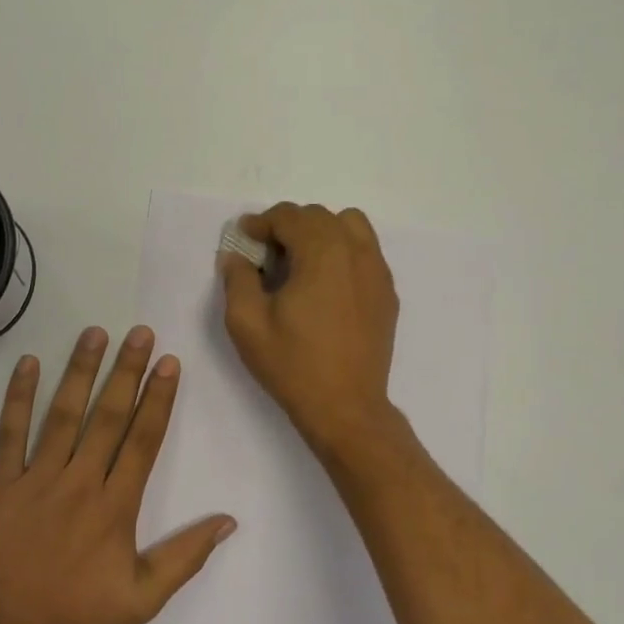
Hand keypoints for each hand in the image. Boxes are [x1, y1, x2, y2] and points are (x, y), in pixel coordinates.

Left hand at [0, 325, 236, 623]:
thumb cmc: (75, 620)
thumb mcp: (141, 601)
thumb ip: (184, 558)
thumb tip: (228, 521)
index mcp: (115, 507)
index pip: (143, 440)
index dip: (158, 399)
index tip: (169, 363)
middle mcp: (80, 483)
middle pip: (109, 417)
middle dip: (127, 371)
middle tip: (140, 333)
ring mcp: (37, 481)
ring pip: (64, 415)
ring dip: (81, 371)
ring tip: (95, 333)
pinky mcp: (1, 486)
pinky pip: (10, 435)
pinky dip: (18, 398)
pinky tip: (28, 364)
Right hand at [219, 203, 400, 454]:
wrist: (346, 408)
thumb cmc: (293, 365)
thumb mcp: (247, 323)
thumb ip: (237, 278)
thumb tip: (236, 255)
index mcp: (322, 253)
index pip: (290, 216)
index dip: (261, 222)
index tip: (244, 238)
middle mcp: (355, 252)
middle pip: (319, 216)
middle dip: (289, 226)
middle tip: (266, 255)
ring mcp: (377, 271)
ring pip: (350, 225)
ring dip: (321, 232)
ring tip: (301, 262)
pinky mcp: (387, 292)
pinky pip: (365, 251)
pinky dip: (343, 251)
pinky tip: (326, 284)